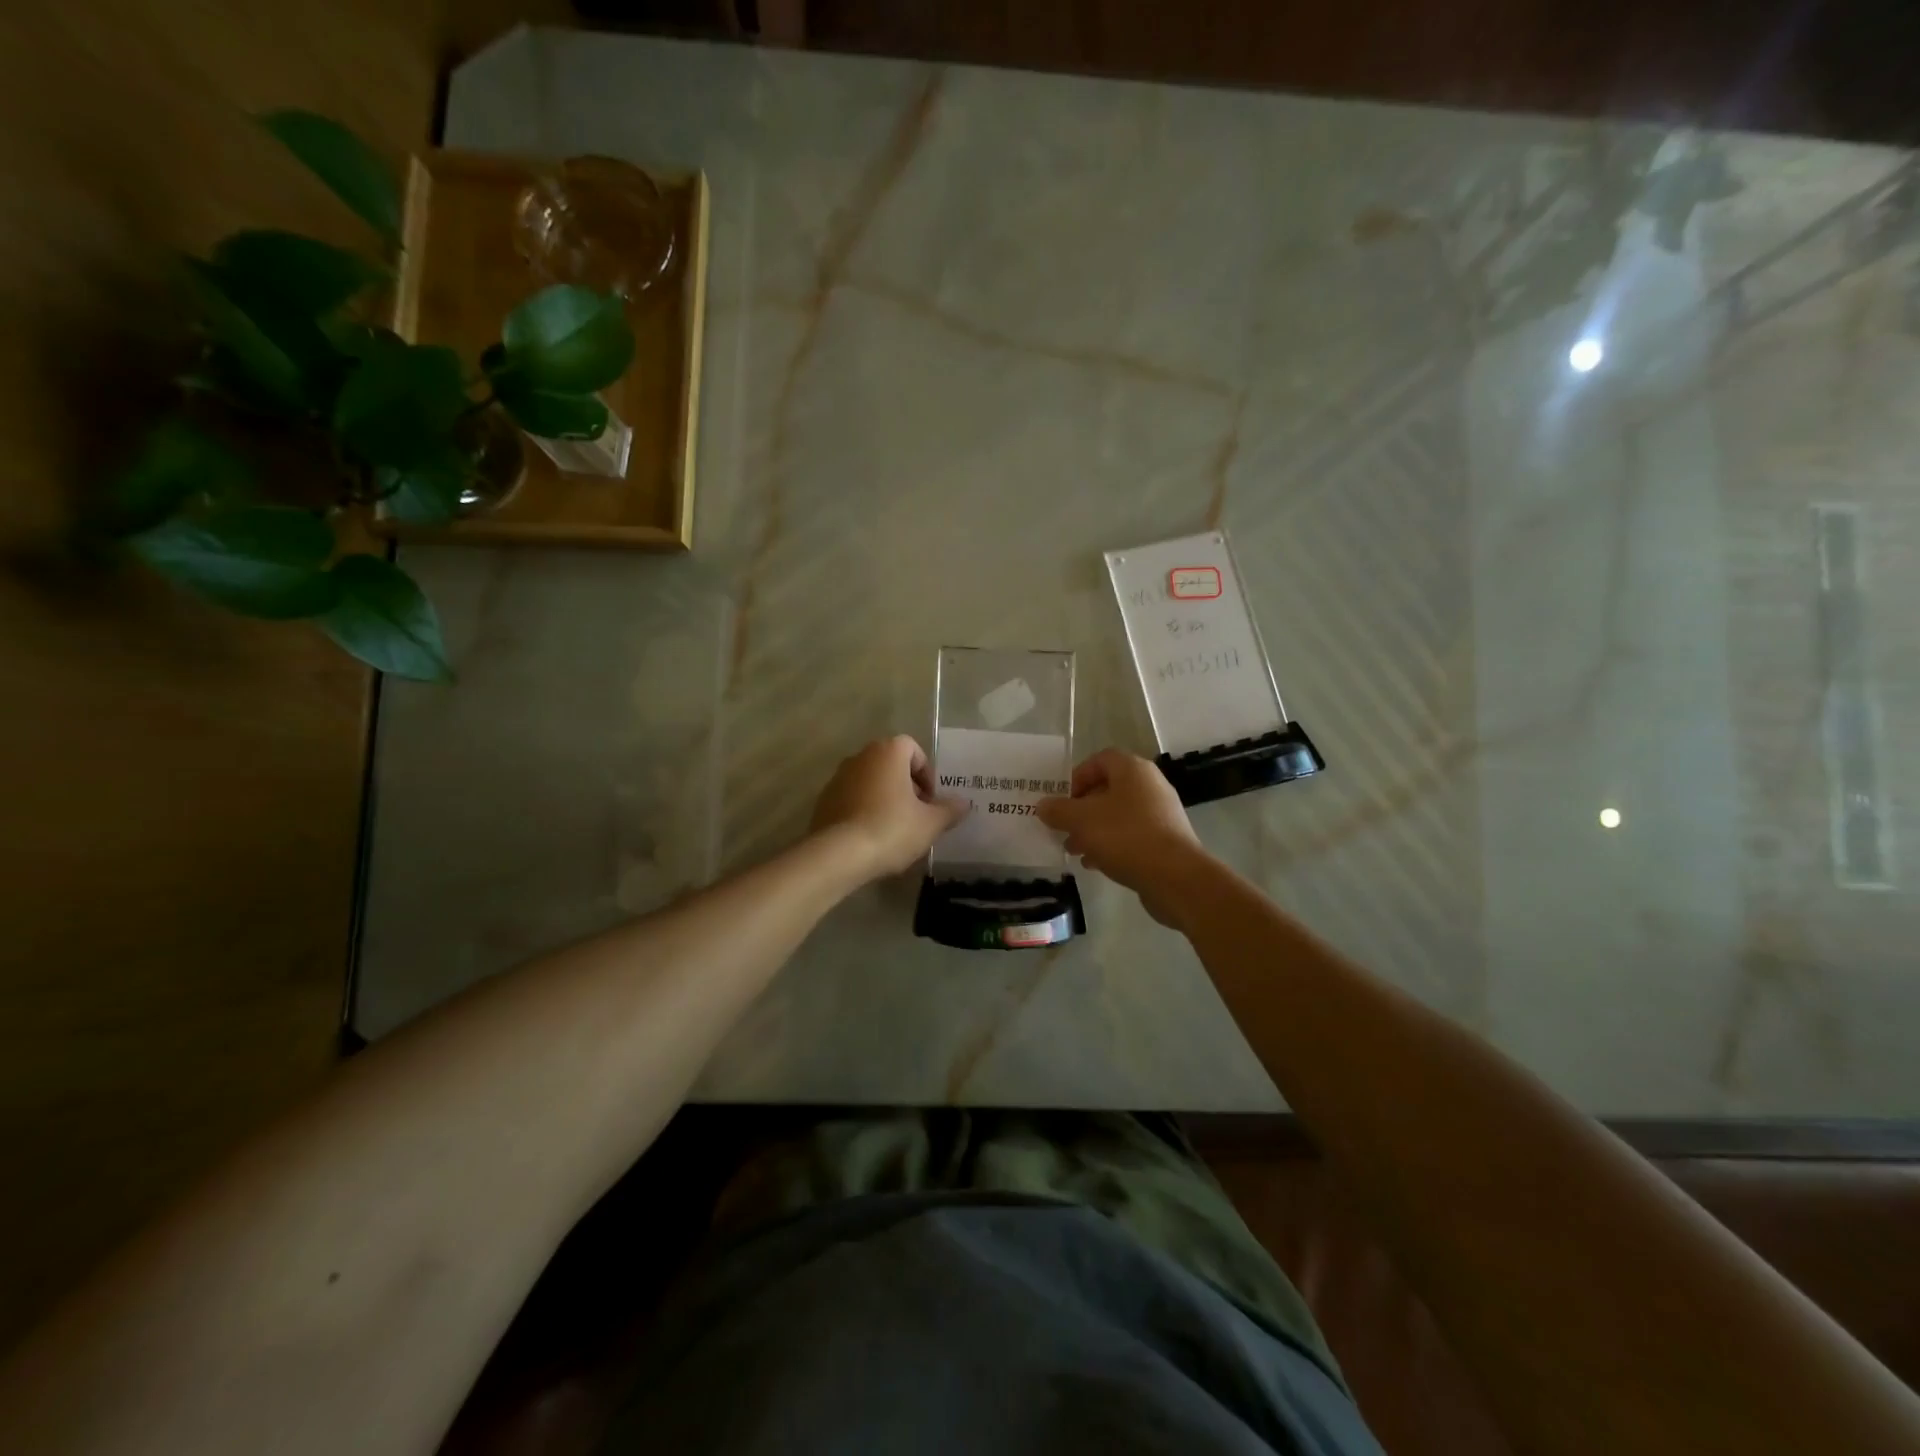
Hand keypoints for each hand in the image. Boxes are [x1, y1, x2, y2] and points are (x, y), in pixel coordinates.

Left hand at [810, 736, 969, 882]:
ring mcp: (838, 778)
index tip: (931, 800)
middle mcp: (861, 757)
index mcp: (888, 752)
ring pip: (871, 782)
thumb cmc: (891, 829)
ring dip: (885, 799)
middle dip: (907, 787)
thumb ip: (949, 810)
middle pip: (891, 765)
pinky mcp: (824, 800)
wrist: (838, 855)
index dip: (926, 773)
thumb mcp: (930, 823)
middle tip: (917, 815)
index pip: (913, 749)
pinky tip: (871, 838)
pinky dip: (864, 811)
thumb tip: (964, 803)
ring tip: (895, 830)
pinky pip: (852, 799)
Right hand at [1036, 749, 1211, 927]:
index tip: (1061, 799)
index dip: (1077, 776)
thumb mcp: (1081, 820)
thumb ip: (1058, 810)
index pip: (1100, 760)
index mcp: (1132, 770)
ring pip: (1117, 815)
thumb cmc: (1125, 836)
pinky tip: (1094, 864)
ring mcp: (1160, 814)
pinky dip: (1111, 845)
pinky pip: (1131, 835)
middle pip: (1108, 789)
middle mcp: (1150, 785)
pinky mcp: (1165, 840)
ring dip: (1093, 829)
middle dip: (1081, 808)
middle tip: (1063, 827)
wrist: (1175, 877)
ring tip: (1073, 849)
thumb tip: (1043, 806)